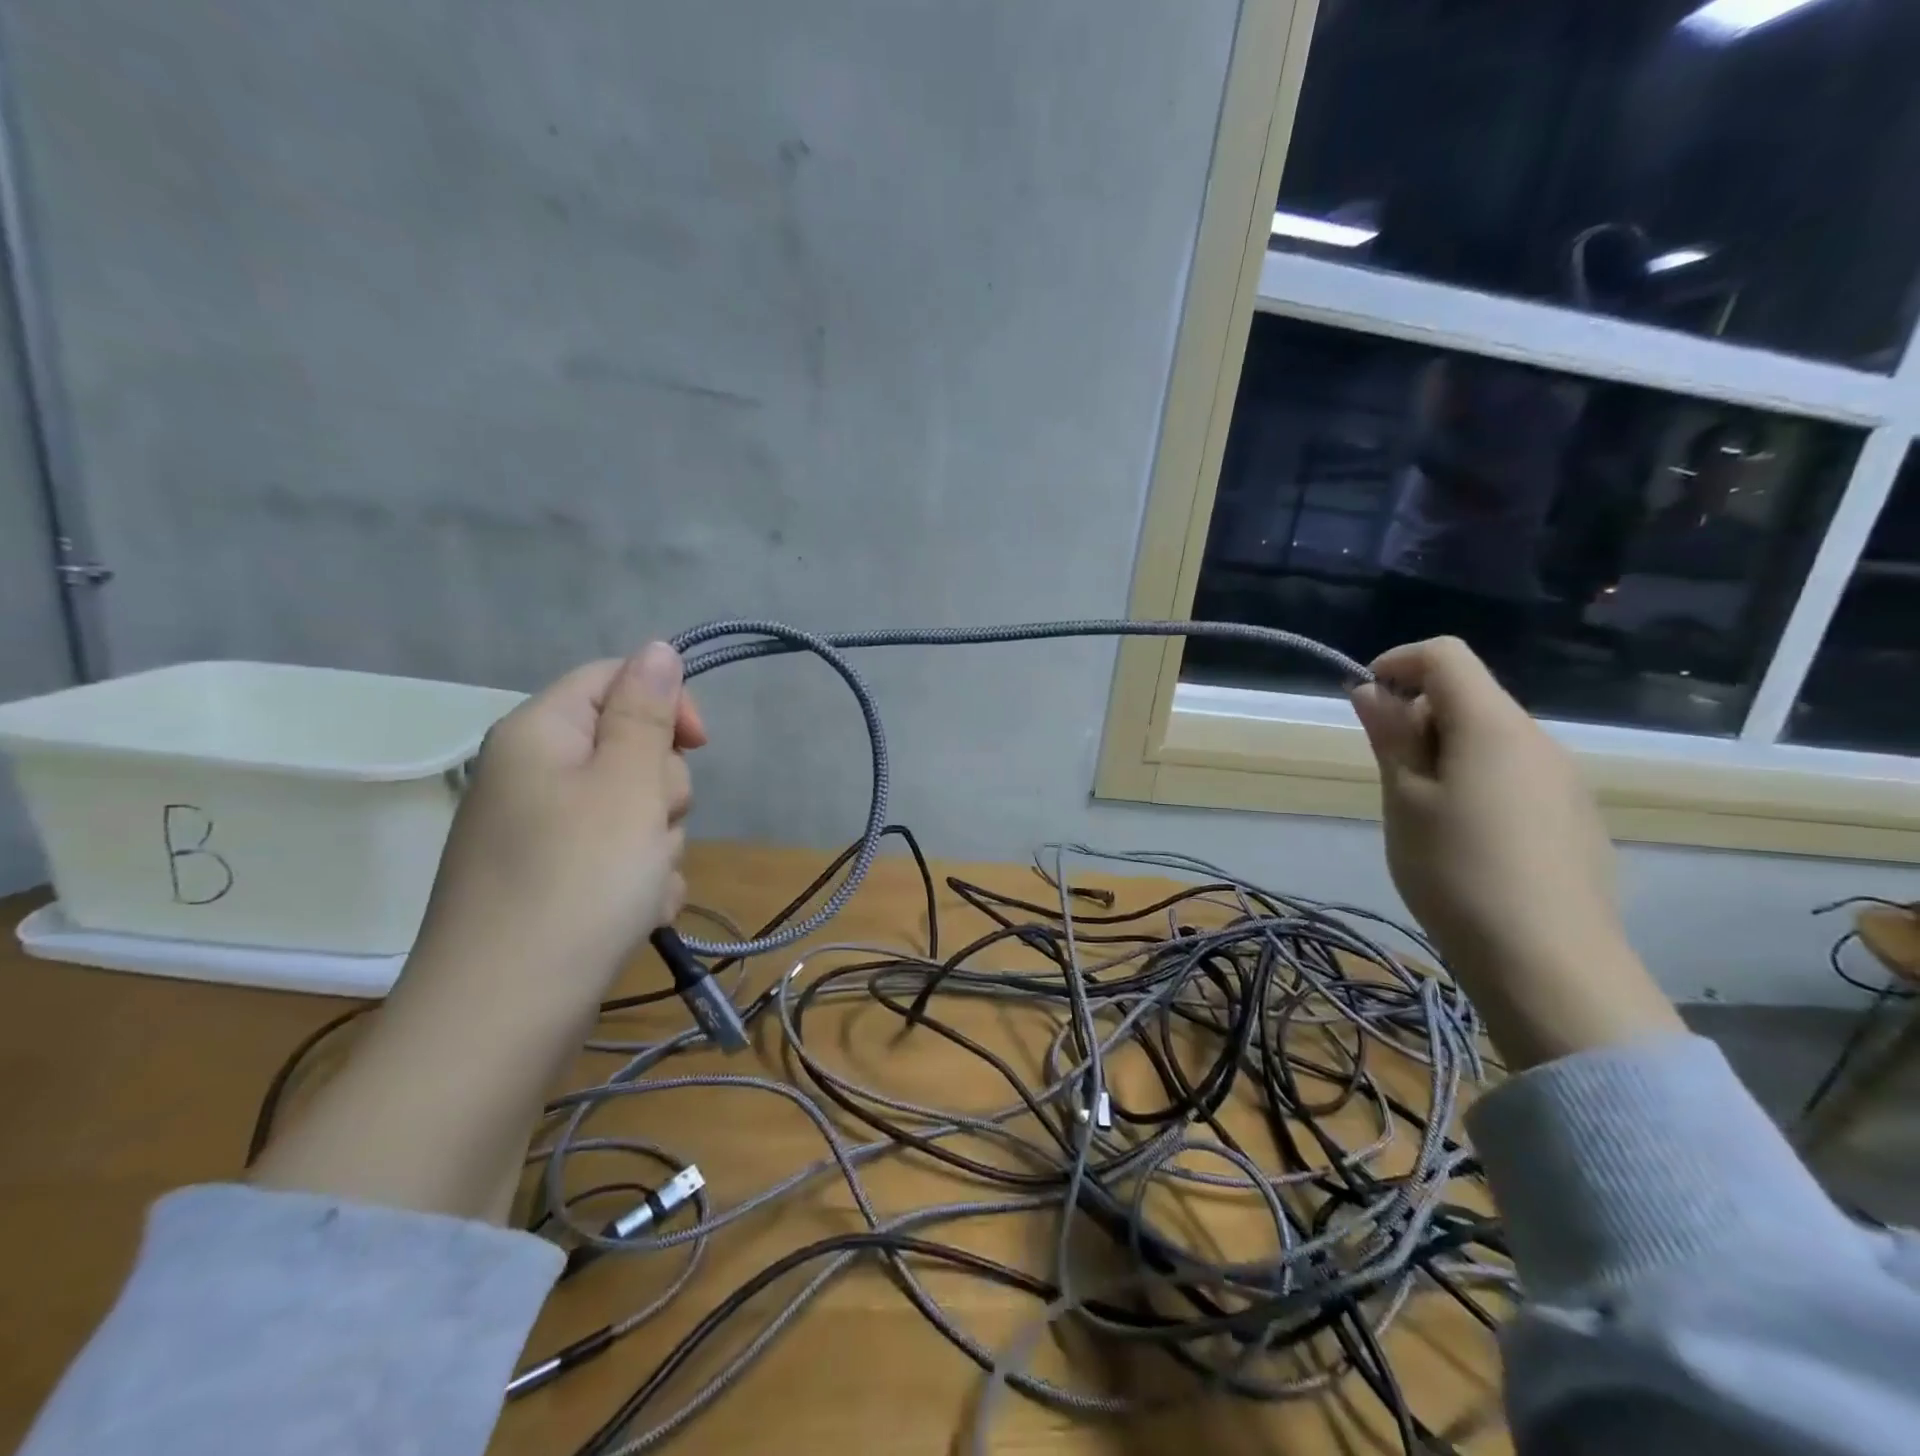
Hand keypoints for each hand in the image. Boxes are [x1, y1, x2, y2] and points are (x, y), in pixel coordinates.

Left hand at [252, 645, 704, 1221]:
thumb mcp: (627, 784)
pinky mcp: (551, 883)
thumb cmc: (577, 882)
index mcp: (540, 734)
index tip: (699, 745)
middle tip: (651, 829)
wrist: (505, 1016)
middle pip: (628, 750)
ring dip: (655, 844)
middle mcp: (532, 776)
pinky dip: (636, 882)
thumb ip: (646, 712)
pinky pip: (615, 859)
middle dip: (660, 790)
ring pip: (632, 811)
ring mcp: (539, 834)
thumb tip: (657, 648)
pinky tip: (634, 916)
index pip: (612, 679)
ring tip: (641, 887)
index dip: (665, 702)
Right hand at [1349, 637, 1681, 1067]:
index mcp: (1494, 727)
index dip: (1398, 663)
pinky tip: (1467, 839)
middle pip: (1471, 697)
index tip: (1365, 701)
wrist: (1548, 963)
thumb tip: (1371, 690)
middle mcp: (1539, 740)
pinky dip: (1478, 781)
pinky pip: (1517, 775)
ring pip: (1493, 739)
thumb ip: (1391, 737)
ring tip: (1422, 813)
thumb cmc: (1456, 871)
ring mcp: (1565, 780)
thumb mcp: (1404, 800)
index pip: (1446, 656)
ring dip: (1447, 752)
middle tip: (1387, 773)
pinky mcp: (1575, 818)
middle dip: (1419, 716)